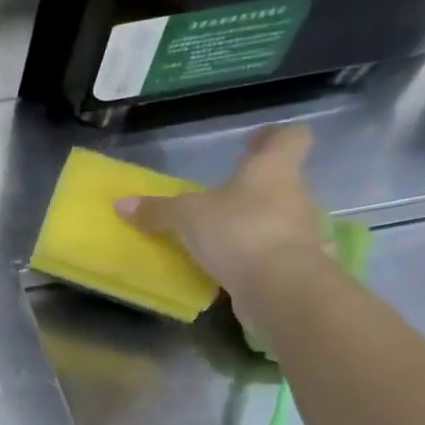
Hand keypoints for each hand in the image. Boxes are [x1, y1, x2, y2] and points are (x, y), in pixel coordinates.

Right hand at [115, 124, 327, 297]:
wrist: (282, 288)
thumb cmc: (238, 231)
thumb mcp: (186, 217)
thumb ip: (157, 210)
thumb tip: (121, 204)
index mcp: (273, 170)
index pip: (290, 138)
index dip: (273, 137)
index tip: (253, 142)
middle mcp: (295, 195)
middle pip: (281, 181)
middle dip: (254, 187)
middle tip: (223, 196)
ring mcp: (303, 233)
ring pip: (279, 218)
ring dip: (255, 224)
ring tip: (222, 236)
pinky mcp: (300, 266)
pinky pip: (276, 254)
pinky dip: (258, 257)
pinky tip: (234, 267)